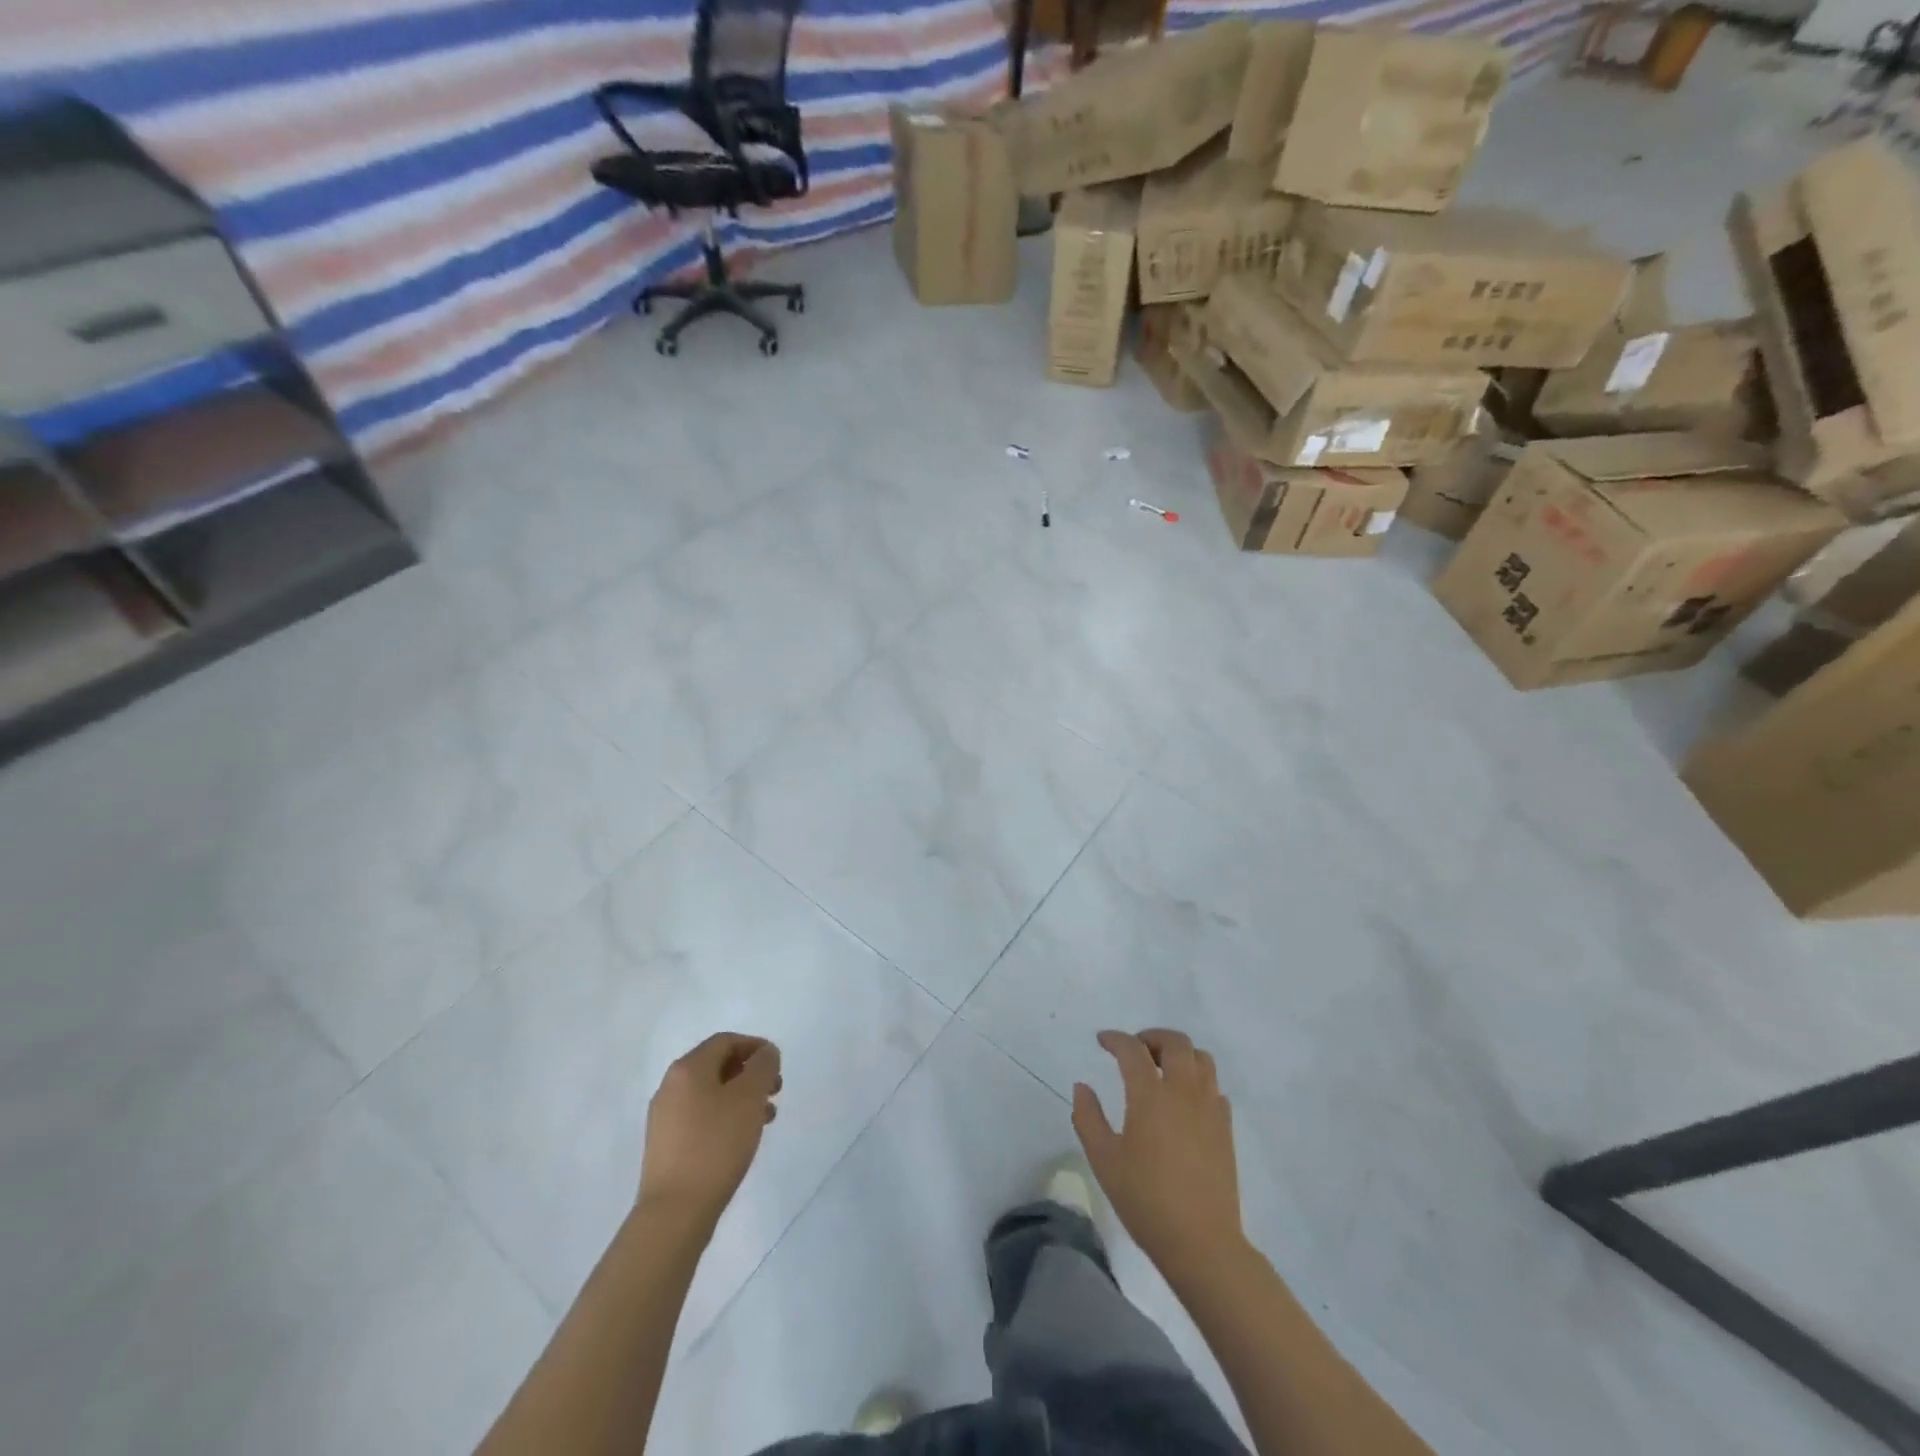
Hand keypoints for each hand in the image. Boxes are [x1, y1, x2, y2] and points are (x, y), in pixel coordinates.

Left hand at [637, 1033, 781, 1229]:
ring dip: (741, 1098)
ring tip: (765, 1118)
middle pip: (717, 1066)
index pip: (726, 1041)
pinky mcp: (666, 1146)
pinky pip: (701, 1117)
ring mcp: (665, 1118)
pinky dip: (725, 1117)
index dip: (755, 1047)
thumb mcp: (750, 1097)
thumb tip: (765, 1053)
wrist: (675, 1212)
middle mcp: (671, 1087)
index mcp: (688, 1068)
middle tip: (775, 1091)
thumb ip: (763, 1066)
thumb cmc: (716, 1145)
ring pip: (711, 1093)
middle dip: (750, 1074)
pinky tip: (741, 1139)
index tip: (778, 1066)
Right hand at [1072, 1029, 1244, 1280]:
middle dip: (1151, 1038)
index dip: (1115, 1039)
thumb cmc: (1146, 1200)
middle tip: (1134, 1051)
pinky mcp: (1225, 1128)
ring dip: (1179, 1054)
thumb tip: (1082, 1087)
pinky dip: (1197, 1081)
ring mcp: (1209, 1108)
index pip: (1132, 1049)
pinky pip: (1214, 1087)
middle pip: (1175, 1042)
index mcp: (1150, 1095)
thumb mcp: (1104, 1160)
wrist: (1202, 1243)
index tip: (1102, 1041)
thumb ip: (1088, 1117)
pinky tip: (1183, 1101)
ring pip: (1201, 1059)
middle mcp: (1183, 1091)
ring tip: (1161, 1070)